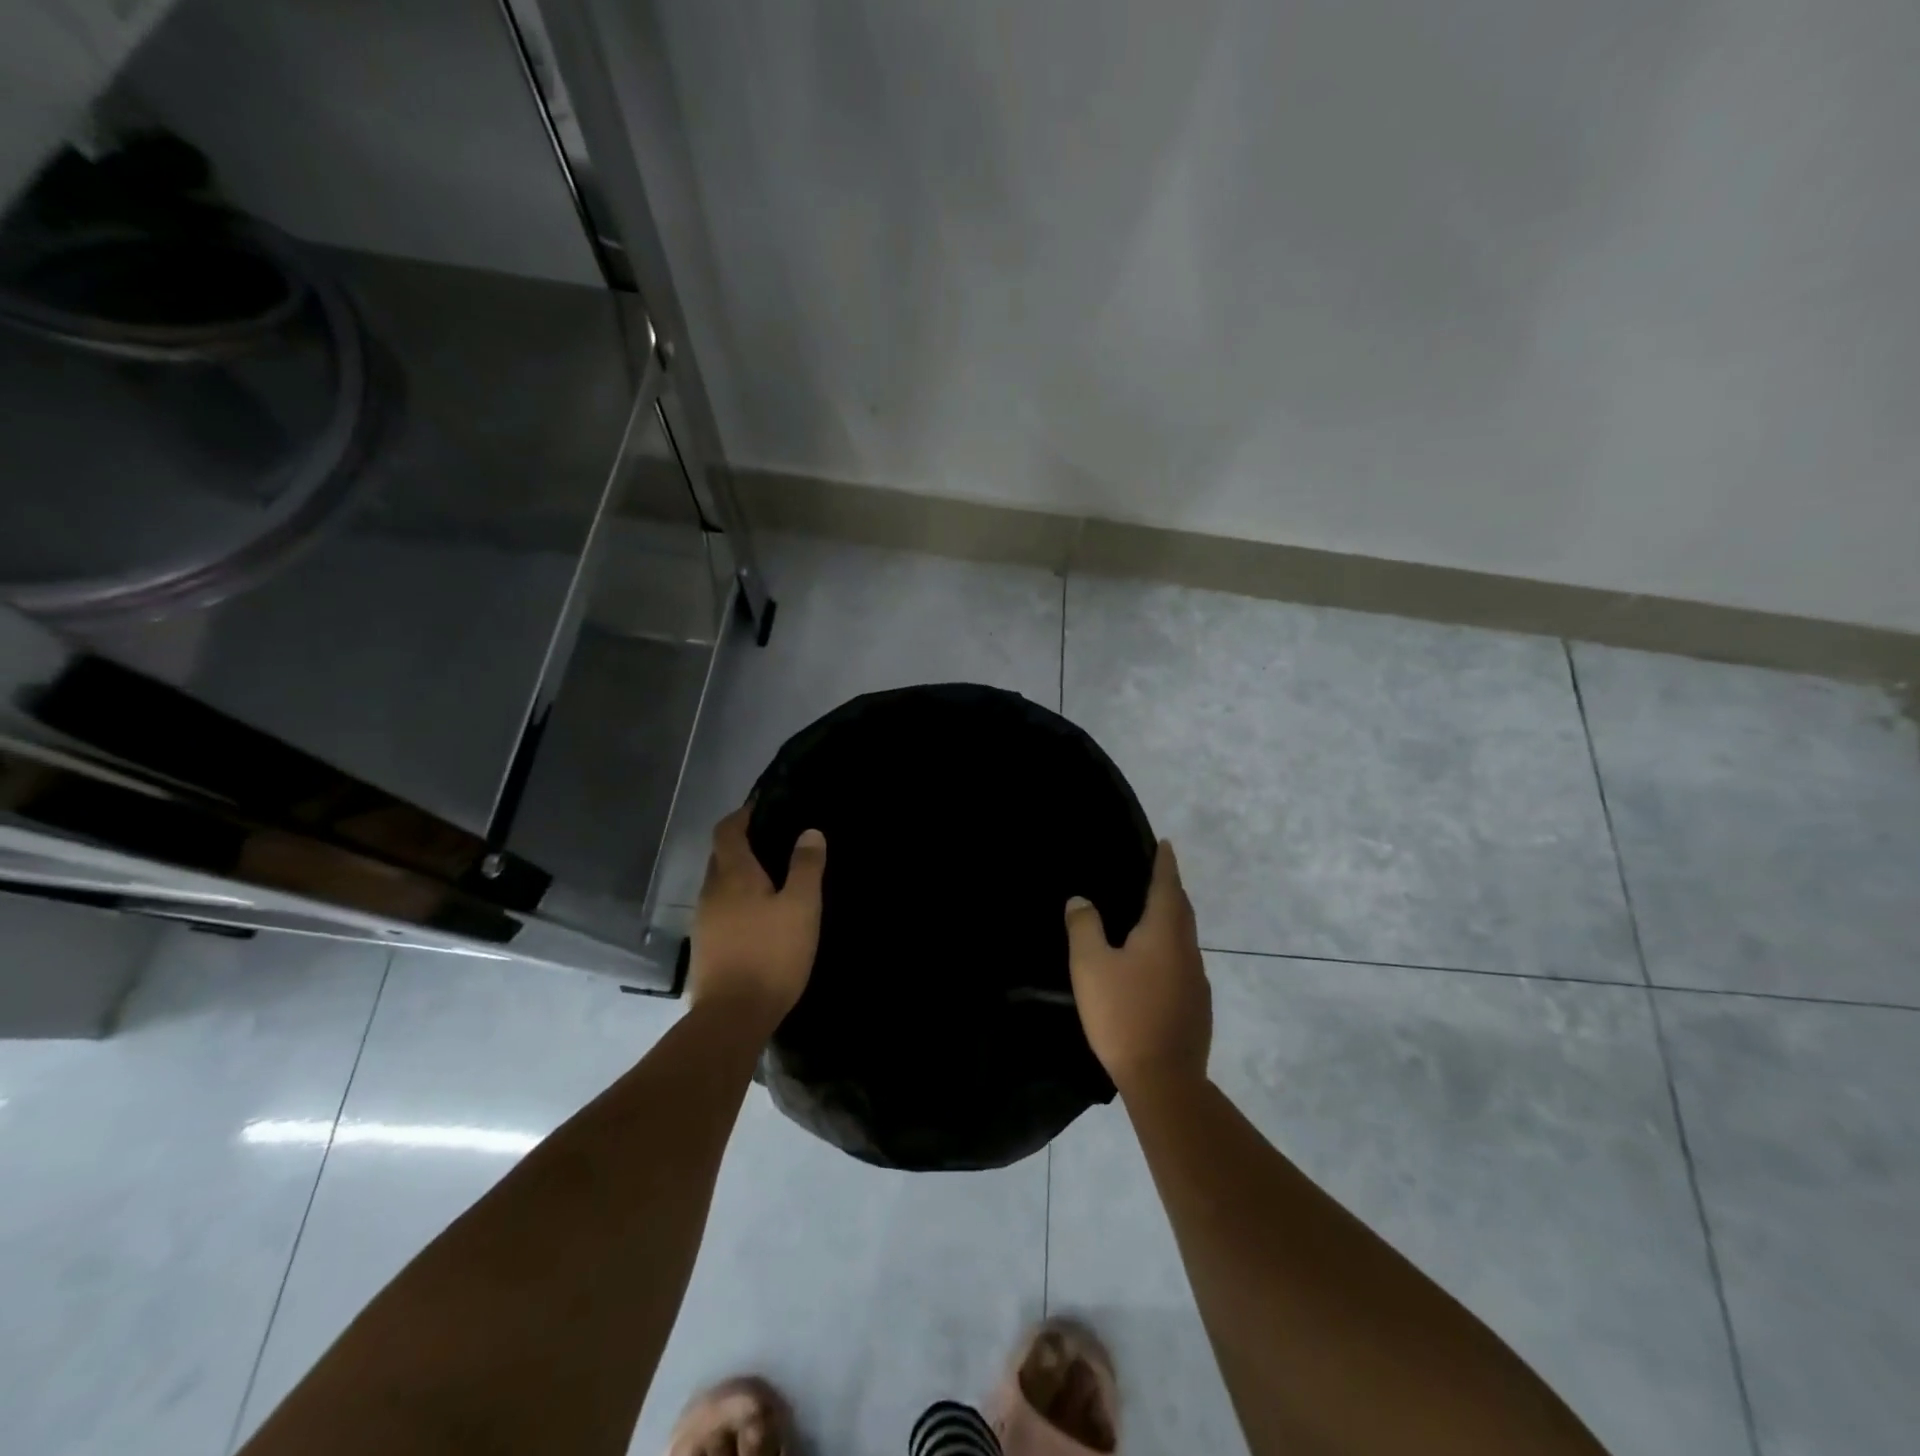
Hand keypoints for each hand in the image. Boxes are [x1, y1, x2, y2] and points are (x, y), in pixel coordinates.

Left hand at [688, 805, 826, 1029]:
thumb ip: (805, 866)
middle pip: (720, 856)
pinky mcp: (705, 946)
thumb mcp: (801, 907)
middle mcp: (711, 891)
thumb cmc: (771, 954)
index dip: (741, 815)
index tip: (760, 808)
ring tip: (769, 879)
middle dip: (741, 844)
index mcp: (733, 875)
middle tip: (772, 842)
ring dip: (739, 875)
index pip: (727, 831)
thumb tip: (809, 832)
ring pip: (719, 884)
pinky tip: (757, 915)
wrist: (732, 1016)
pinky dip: (736, 900)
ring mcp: (704, 920)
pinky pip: (720, 908)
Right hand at [1064, 840, 1211, 1095]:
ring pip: (1185, 938)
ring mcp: (1197, 980)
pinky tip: (1154, 964)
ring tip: (1151, 915)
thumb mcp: (1090, 967)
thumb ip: (1084, 928)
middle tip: (1157, 873)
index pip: (1167, 886)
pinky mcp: (1197, 1005)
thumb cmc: (1123, 1015)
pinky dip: (1171, 948)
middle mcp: (1187, 950)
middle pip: (1182, 910)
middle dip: (1171, 888)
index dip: (1165, 864)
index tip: (1165, 843)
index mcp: (1164, 933)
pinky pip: (1184, 962)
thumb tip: (1080, 899)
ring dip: (1172, 919)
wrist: (1164, 1080)